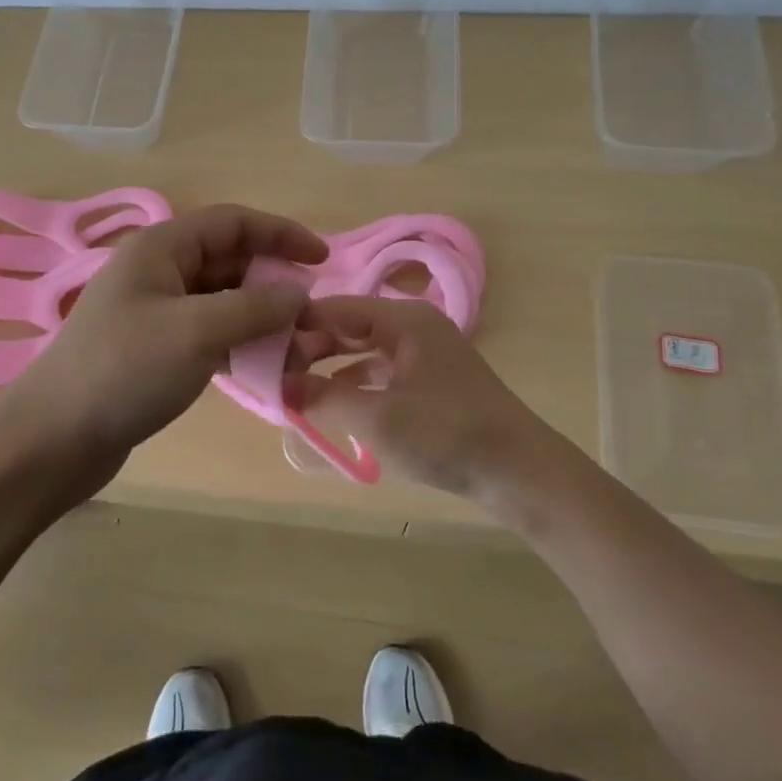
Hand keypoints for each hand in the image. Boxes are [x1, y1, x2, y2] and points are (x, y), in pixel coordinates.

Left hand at [0, 204, 326, 501]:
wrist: (54, 439)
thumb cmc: (124, 370)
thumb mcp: (196, 332)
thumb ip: (255, 307)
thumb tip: (300, 294)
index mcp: (162, 247)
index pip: (234, 222)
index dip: (282, 233)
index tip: (323, 260)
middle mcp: (159, 270)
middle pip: (231, 262)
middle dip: (275, 286)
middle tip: (313, 320)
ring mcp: (156, 311)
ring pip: (224, 301)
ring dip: (262, 320)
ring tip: (298, 353)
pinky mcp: (157, 349)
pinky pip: (210, 334)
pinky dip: (240, 346)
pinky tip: (265, 371)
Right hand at [284, 296, 564, 506]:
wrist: (521, 472)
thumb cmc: (446, 434)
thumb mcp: (377, 417)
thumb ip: (323, 397)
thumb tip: (278, 386)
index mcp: (403, 319)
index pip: (335, 308)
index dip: (296, 325)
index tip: (260, 348)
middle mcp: (413, 325)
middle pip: (349, 325)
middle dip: (311, 346)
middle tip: (274, 372)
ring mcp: (425, 352)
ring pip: (364, 348)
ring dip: (330, 365)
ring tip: (294, 387)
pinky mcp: (432, 380)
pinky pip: (382, 370)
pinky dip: (355, 382)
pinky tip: (334, 403)